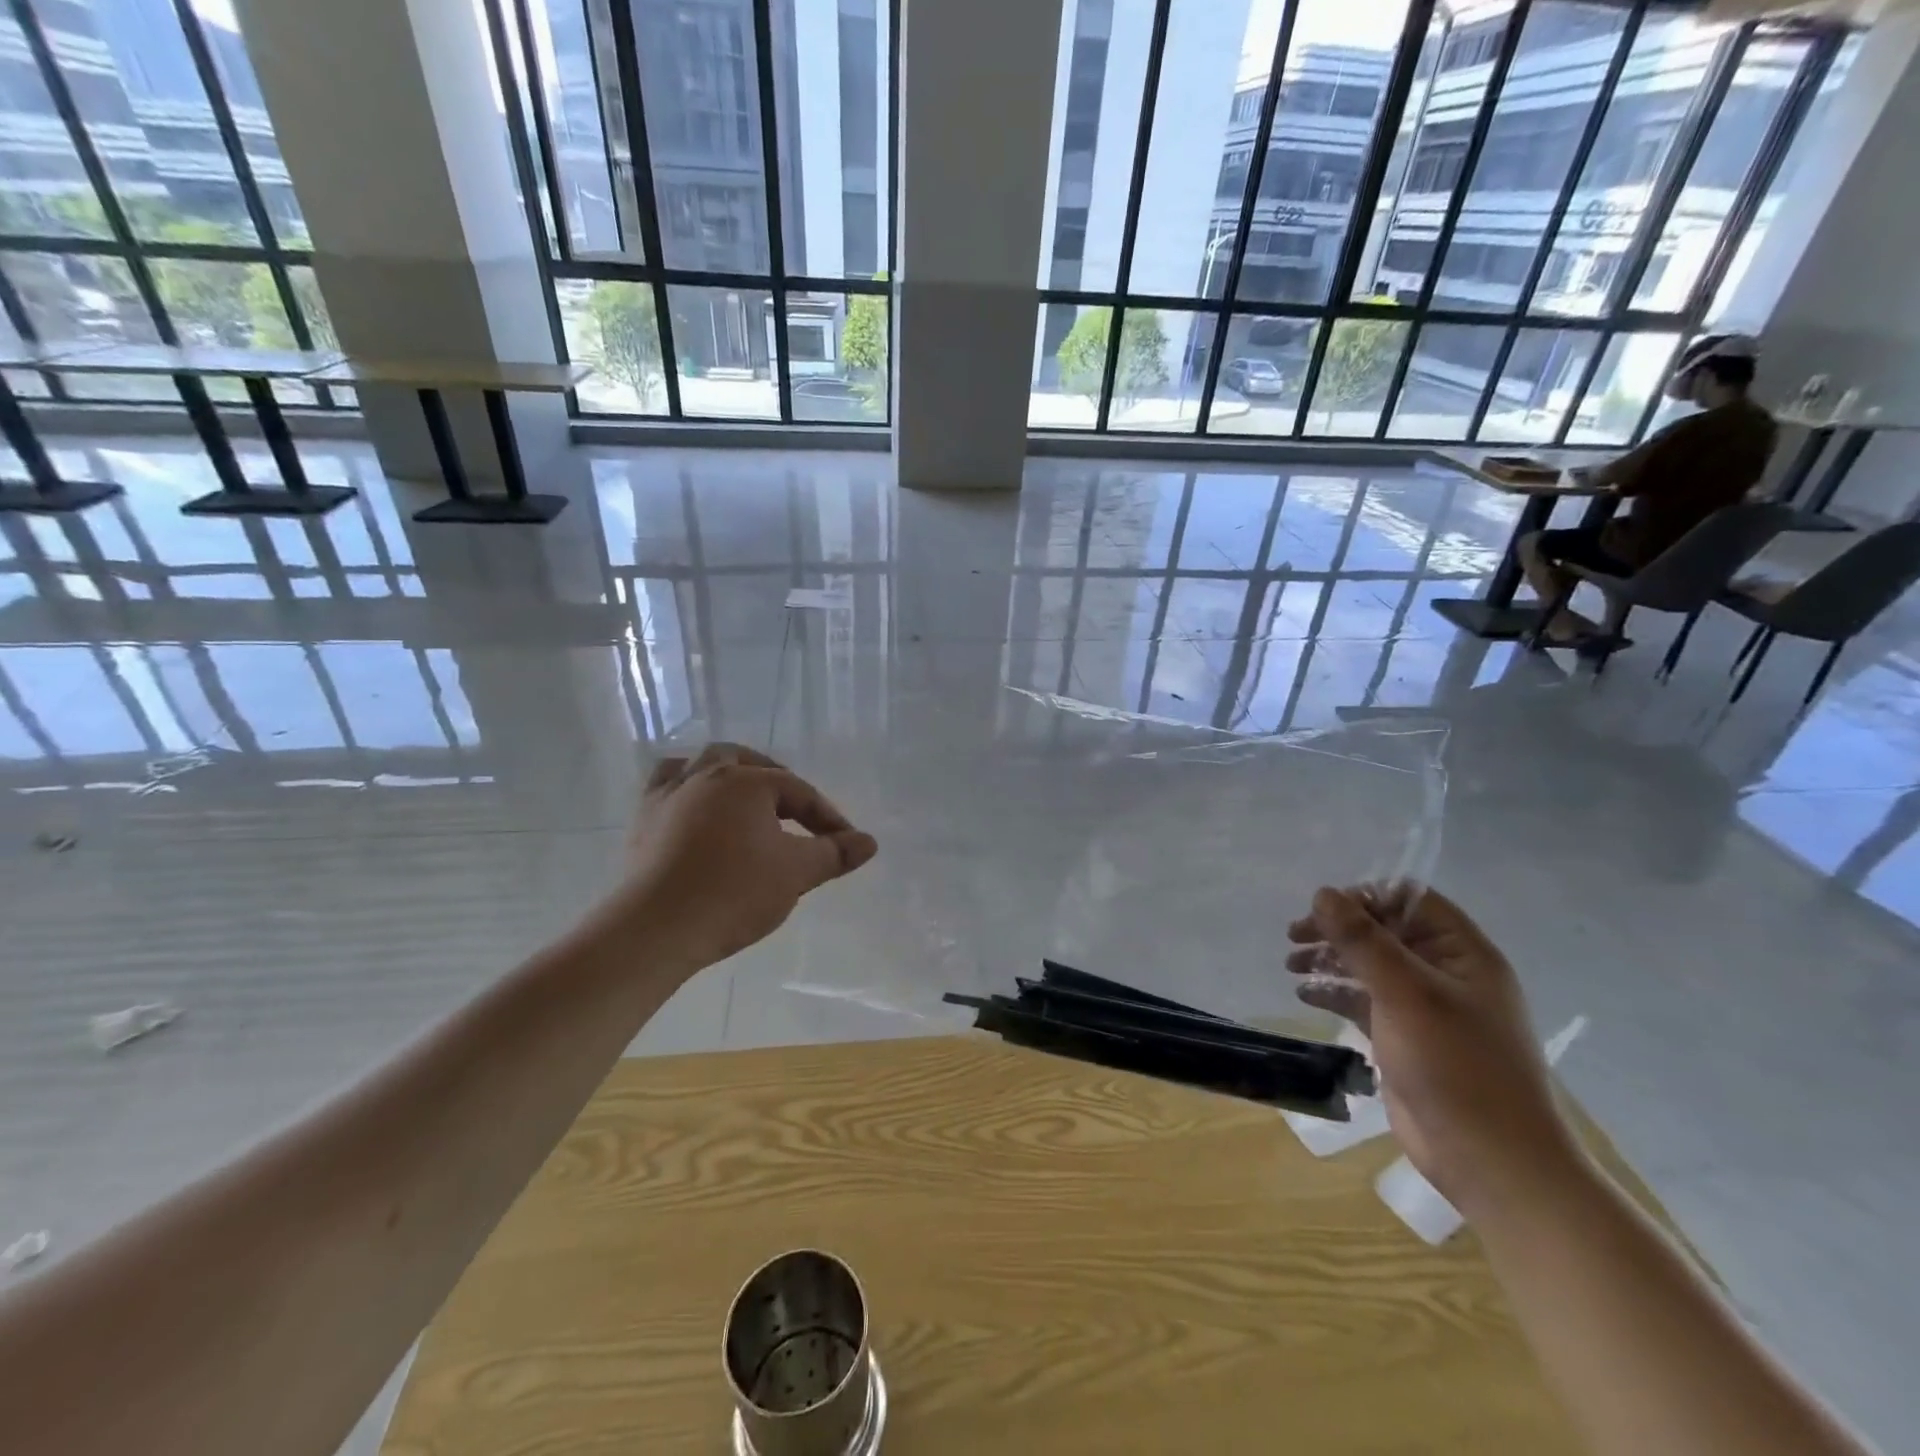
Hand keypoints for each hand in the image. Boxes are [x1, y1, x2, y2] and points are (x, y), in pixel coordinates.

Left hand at [616, 744, 877, 972]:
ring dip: (727, 773)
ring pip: (701, 764)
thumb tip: (869, 842)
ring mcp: (669, 794)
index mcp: (747, 781)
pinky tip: (694, 807)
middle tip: (794, 807)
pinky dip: (687, 787)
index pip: (798, 792)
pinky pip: (666, 785)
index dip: (827, 817)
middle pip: (747, 762)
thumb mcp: (796, 873)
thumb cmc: (733, 893)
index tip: (844, 844)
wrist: (656, 928)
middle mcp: (706, 775)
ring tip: (742, 794)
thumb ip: (834, 853)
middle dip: (775, 779)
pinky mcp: (643, 819)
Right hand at [1287, 886, 1581, 1217]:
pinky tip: (1305, 994)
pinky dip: (1334, 991)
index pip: (1409, 901)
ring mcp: (1424, 1007)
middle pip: (1383, 930)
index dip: (1365, 898)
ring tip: (1291, 966)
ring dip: (1330, 959)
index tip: (1322, 911)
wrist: (1491, 1162)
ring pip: (1369, 964)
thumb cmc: (1456, 1067)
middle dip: (1338, 929)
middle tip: (1294, 936)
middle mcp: (1445, 972)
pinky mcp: (1404, 1037)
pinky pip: (1363, 999)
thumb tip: (1323, 894)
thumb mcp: (1406, 994)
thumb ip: (1363, 940)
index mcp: (1462, 953)